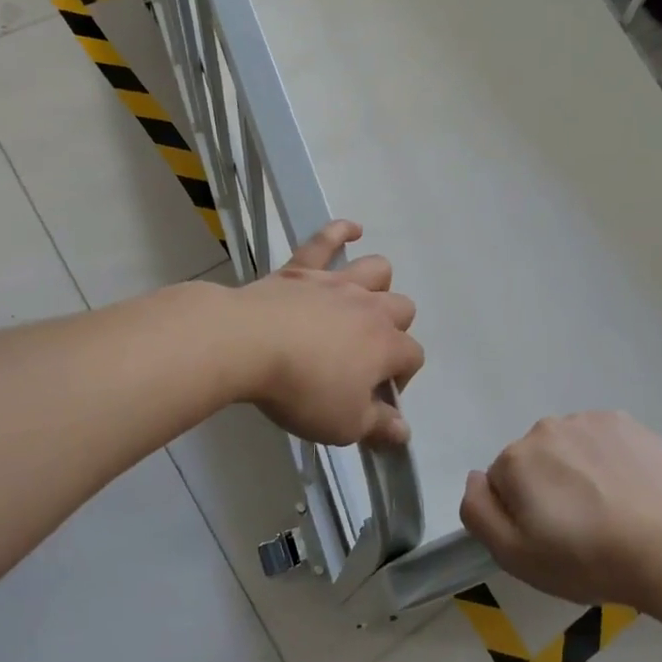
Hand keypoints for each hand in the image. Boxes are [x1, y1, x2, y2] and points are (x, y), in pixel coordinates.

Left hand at [235, 221, 423, 447]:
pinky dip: (340, 231)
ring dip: (378, 283)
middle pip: (403, 309)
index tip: (377, 399)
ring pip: (377, 270)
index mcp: (386, 345)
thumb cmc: (301, 389)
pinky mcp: (302, 269)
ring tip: (364, 301)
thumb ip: (379, 426)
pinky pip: (326, 240)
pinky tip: (351, 229)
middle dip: (395, 330)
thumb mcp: (344, 424)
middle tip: (367, 355)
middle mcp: (370, 307)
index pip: (413, 357)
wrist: (247, 344)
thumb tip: (405, 432)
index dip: (402, 379)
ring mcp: (337, 283)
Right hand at [460, 412, 661, 606]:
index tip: (549, 537)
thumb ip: (479, 512)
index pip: (502, 482)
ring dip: (579, 470)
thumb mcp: (515, 555)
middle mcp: (547, 428)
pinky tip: (628, 490)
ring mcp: (589, 420)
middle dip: (548, 485)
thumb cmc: (584, 558)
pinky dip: (609, 460)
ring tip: (608, 510)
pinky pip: (604, 440)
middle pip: (536, 459)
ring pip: (570, 447)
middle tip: (578, 527)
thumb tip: (474, 478)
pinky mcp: (627, 423)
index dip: (521, 513)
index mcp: (516, 458)